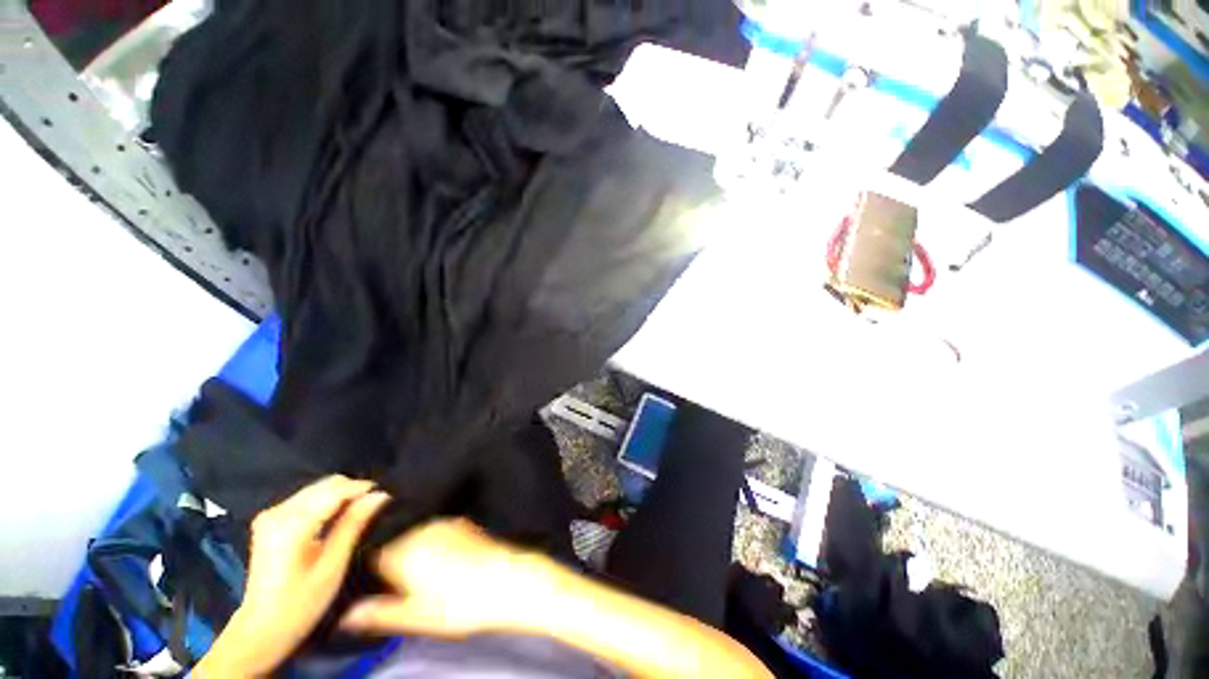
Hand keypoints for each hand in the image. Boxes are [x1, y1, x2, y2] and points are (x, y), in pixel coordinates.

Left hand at [196, 476, 388, 676]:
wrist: (260, 629)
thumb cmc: (301, 604)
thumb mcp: (332, 566)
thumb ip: (353, 525)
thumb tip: (379, 495)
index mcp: (292, 526)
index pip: (335, 491)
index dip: (362, 489)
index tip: (385, 495)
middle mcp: (278, 513)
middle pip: (325, 485)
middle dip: (352, 490)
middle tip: (373, 506)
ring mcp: (271, 515)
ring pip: (317, 488)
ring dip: (340, 495)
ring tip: (358, 512)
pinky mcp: (270, 520)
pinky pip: (307, 497)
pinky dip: (326, 501)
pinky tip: (336, 517)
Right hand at [339, 518, 542, 638]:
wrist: (506, 579)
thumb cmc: (458, 604)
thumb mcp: (415, 616)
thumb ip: (379, 613)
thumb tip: (346, 616)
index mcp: (402, 551)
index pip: (371, 553)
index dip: (368, 568)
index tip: (371, 582)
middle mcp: (420, 530)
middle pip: (393, 541)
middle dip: (390, 558)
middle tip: (394, 583)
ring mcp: (443, 523)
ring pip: (414, 534)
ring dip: (411, 548)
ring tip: (418, 574)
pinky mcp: (462, 523)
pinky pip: (435, 530)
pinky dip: (430, 542)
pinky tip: (440, 560)